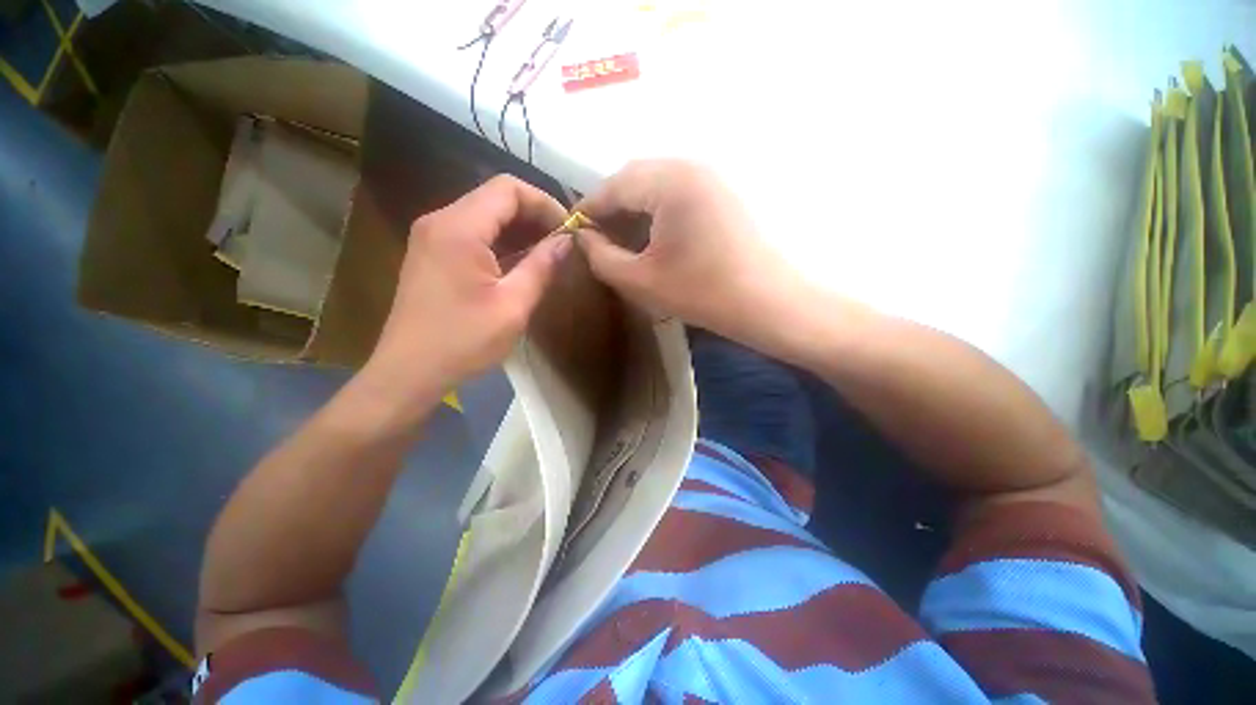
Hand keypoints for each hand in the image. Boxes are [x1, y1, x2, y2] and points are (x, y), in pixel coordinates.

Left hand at [360, 176, 570, 416]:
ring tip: (548, 254)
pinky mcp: (431, 254)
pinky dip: (501, 242)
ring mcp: (432, 237)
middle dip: (534, 216)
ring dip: (519, 230)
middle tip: (563, 243)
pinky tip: (521, 264)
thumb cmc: (463, 341)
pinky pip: (472, 234)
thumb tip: (567, 241)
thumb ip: (542, 266)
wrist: (409, 372)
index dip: (544, 203)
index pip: (508, 188)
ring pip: (485, 215)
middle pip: (495, 198)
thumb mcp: (513, 305)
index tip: (569, 229)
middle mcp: (441, 221)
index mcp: (459, 228)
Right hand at [576, 160, 810, 353]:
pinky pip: (678, 194)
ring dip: (634, 209)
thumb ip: (601, 257)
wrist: (769, 303)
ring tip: (622, 240)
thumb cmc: (703, 293)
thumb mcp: (641, 280)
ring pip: (656, 185)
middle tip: (598, 238)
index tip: (573, 232)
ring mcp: (711, 178)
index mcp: (669, 181)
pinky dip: (657, 212)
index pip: (614, 186)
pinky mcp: (723, 194)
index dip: (589, 209)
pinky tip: (653, 237)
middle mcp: (691, 167)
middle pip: (635, 179)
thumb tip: (582, 238)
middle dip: (612, 208)